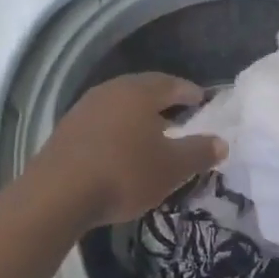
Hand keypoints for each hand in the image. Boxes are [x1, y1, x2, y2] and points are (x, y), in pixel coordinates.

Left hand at [22, 73, 225, 229]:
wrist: (57, 194)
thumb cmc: (124, 173)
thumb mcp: (171, 167)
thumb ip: (199, 152)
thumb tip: (221, 142)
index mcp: (139, 92)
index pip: (171, 83)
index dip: (189, 92)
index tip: (202, 101)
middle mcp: (111, 91)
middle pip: (143, 90)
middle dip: (163, 101)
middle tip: (180, 115)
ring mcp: (84, 108)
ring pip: (120, 105)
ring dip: (137, 116)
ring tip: (152, 133)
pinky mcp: (66, 130)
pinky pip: (101, 122)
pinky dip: (117, 130)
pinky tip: (121, 149)